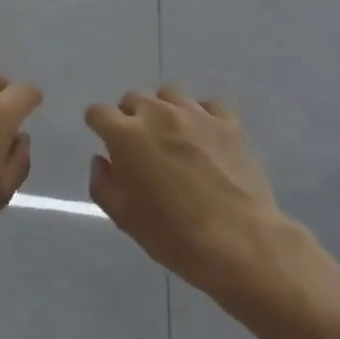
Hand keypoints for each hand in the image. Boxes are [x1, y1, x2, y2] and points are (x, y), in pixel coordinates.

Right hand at [86, 86, 296, 300]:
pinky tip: (204, 137)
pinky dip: (201, 115)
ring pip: (168, 94)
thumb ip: (103, 185)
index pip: (98, 112)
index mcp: (126, 136)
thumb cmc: (175, 236)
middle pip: (133, 98)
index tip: (106, 143)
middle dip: (130, 117)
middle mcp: (158, 114)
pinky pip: (208, 105)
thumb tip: (102, 161)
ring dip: (163, 110)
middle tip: (141, 147)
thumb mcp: (125, 219)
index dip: (98, 126)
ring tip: (172, 136)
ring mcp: (196, 114)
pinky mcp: (229, 123)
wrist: (242, 244)